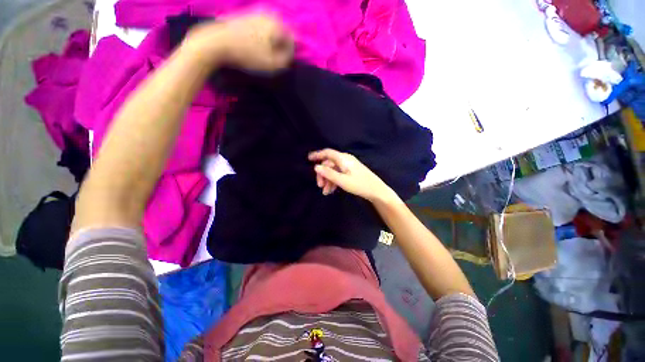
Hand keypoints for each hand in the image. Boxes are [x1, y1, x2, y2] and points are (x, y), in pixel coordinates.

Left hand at [186, 13, 293, 70]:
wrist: (218, 41)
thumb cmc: (248, 54)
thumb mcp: (272, 64)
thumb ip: (286, 59)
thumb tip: (289, 53)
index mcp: (278, 24)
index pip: (293, 39)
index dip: (291, 52)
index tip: (284, 62)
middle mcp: (269, 14)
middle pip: (283, 32)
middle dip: (281, 45)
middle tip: (275, 57)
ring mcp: (257, 12)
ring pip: (272, 29)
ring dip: (272, 41)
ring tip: (264, 52)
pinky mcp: (246, 14)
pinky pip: (261, 26)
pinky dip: (262, 36)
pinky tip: (255, 45)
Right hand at [308, 149, 398, 203]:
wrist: (376, 191)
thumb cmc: (360, 185)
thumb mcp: (343, 181)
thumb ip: (329, 174)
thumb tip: (316, 167)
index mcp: (343, 159)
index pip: (328, 153)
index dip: (317, 154)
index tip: (308, 158)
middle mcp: (345, 160)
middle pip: (329, 164)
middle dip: (323, 174)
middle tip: (320, 186)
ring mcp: (348, 166)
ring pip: (333, 170)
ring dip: (328, 180)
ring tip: (326, 192)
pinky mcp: (350, 172)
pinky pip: (338, 174)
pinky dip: (333, 181)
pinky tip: (331, 190)